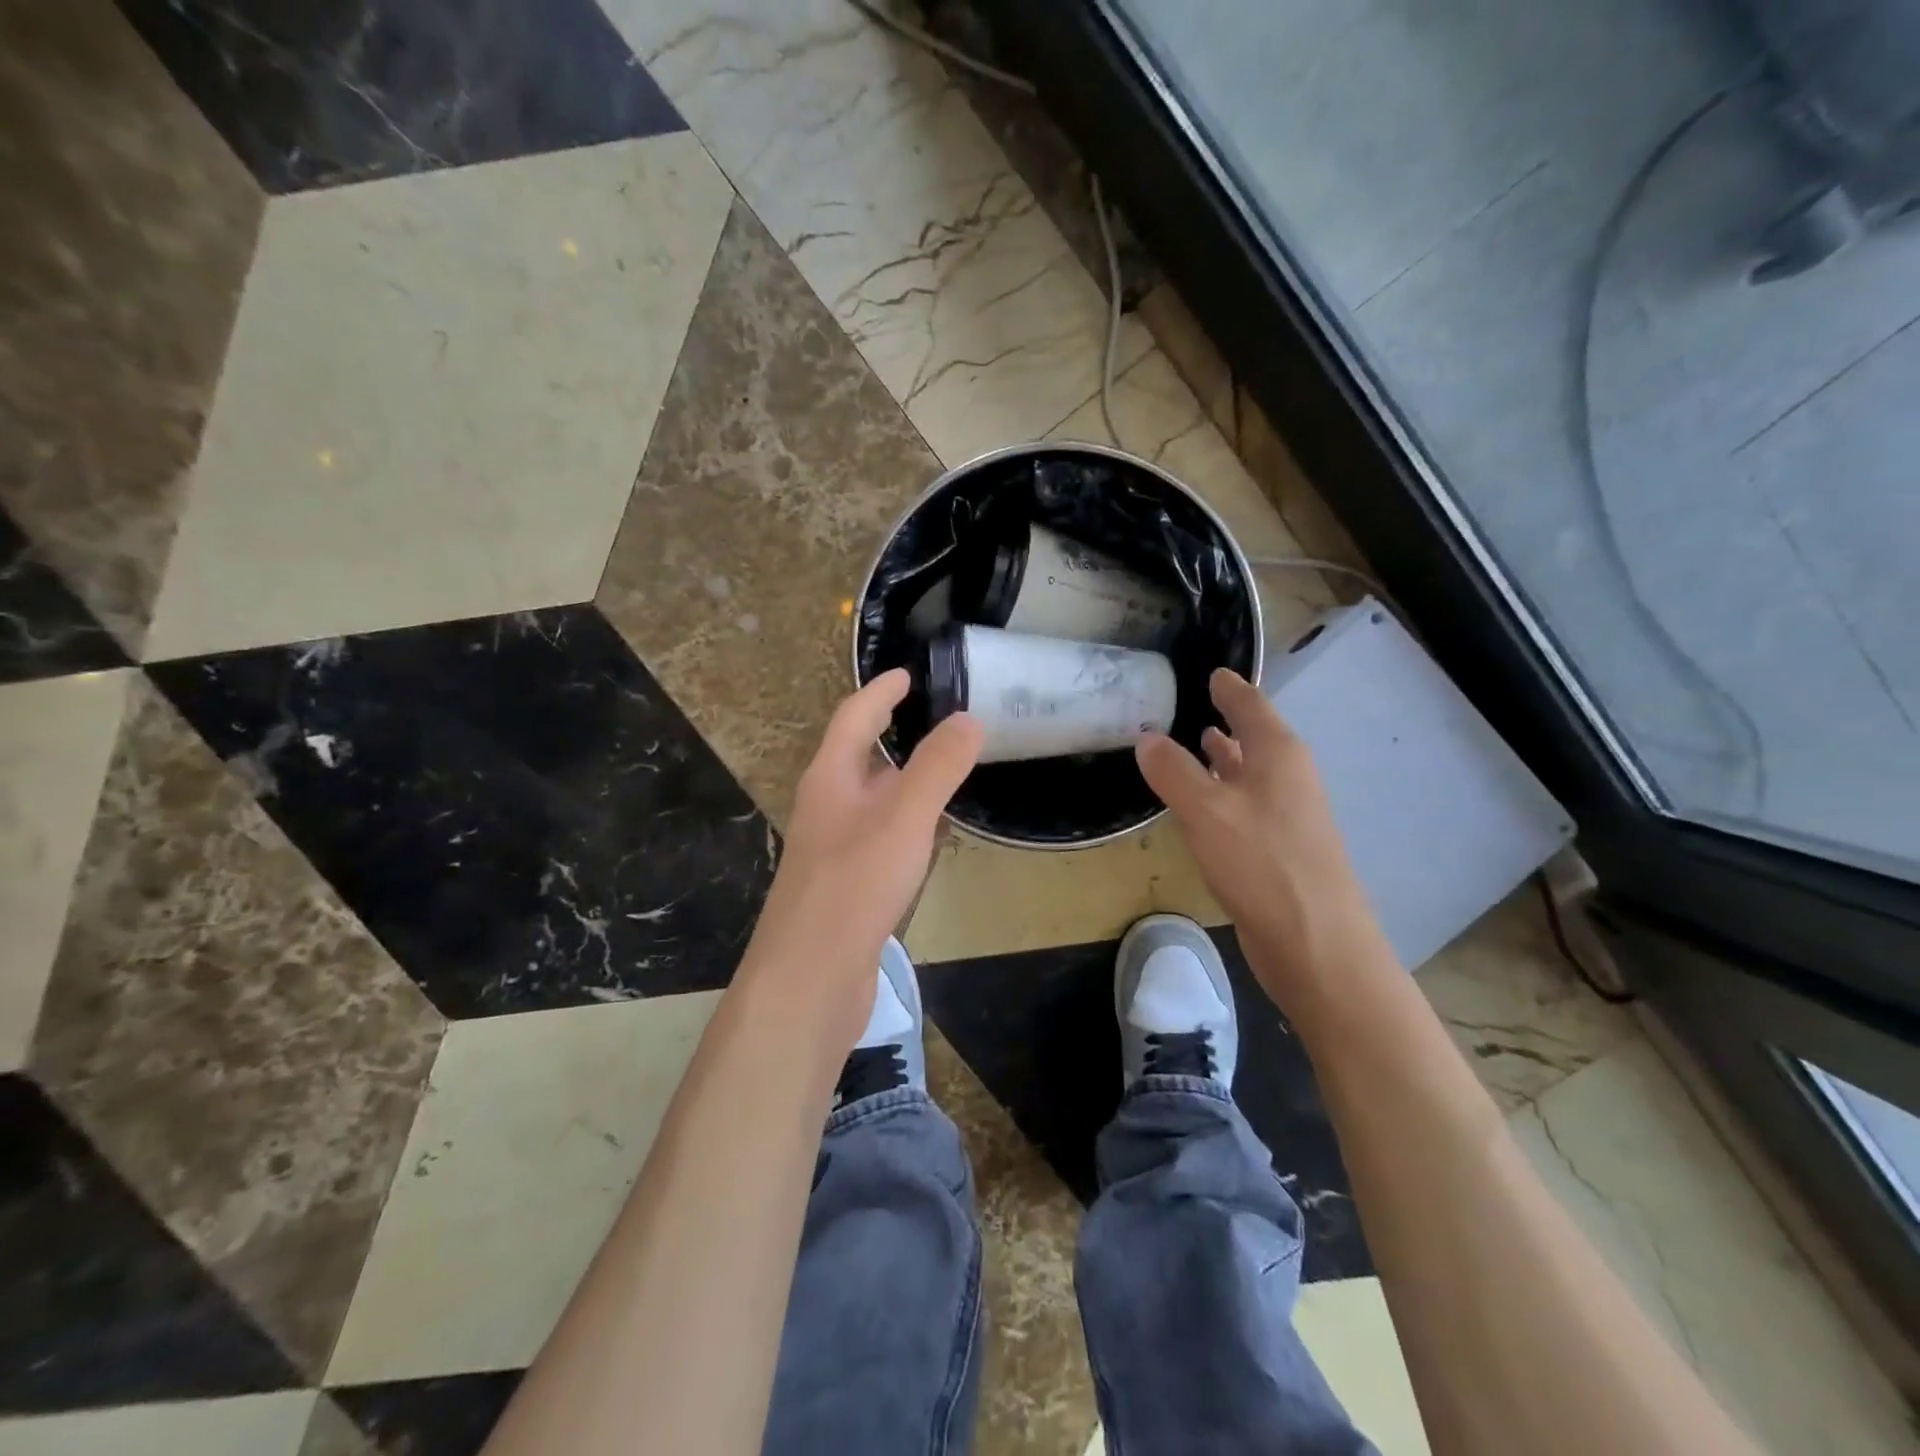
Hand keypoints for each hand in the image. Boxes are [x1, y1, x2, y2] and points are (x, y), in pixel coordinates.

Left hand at [741, 669, 982, 1026]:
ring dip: (902, 781)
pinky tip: (932, 839)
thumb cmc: (853, 887)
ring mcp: (834, 850)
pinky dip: (907, 825)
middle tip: (935, 720)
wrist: (810, 980)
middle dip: (891, 734)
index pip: (854, 718)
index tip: (907, 674)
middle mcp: (826, 808)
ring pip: (871, 801)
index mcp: (830, 780)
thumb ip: (937, 767)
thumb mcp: (903, 818)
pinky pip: (880, 839)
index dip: (881, 692)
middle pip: (858, 758)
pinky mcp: (847, 887)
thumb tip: (968, 719)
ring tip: (943, 771)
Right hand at [1137, 668, 1391, 1010]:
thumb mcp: (1205, 810)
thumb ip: (1172, 770)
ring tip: (1194, 742)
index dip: (1228, 687)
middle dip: (1224, 719)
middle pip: (1255, 735)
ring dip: (1224, 757)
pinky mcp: (1279, 848)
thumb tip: (1146, 736)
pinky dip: (1223, 792)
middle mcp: (1288, 776)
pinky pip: (1245, 804)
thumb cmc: (1262, 864)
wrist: (1316, 944)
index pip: (1249, 704)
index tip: (1210, 671)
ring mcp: (1288, 814)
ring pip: (1250, 772)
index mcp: (1278, 754)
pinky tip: (1202, 803)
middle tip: (1188, 703)